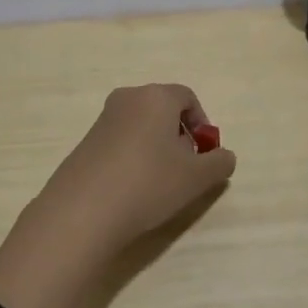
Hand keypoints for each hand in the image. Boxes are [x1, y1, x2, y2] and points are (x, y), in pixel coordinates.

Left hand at [32, 83, 238, 254]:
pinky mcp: (85, 143)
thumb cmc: (149, 183)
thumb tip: (224, 156)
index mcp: (156, 96)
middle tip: (184, 168)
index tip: (205, 154)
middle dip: (178, 135)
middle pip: (163, 109)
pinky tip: (131, 189)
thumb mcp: (197, 178)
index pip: (188, 97)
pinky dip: (132, 157)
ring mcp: (102, 120)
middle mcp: (127, 98)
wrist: (83, 211)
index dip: (202, 124)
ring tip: (158, 183)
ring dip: (155, 147)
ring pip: (140, 126)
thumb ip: (219, 163)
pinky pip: (119, 142)